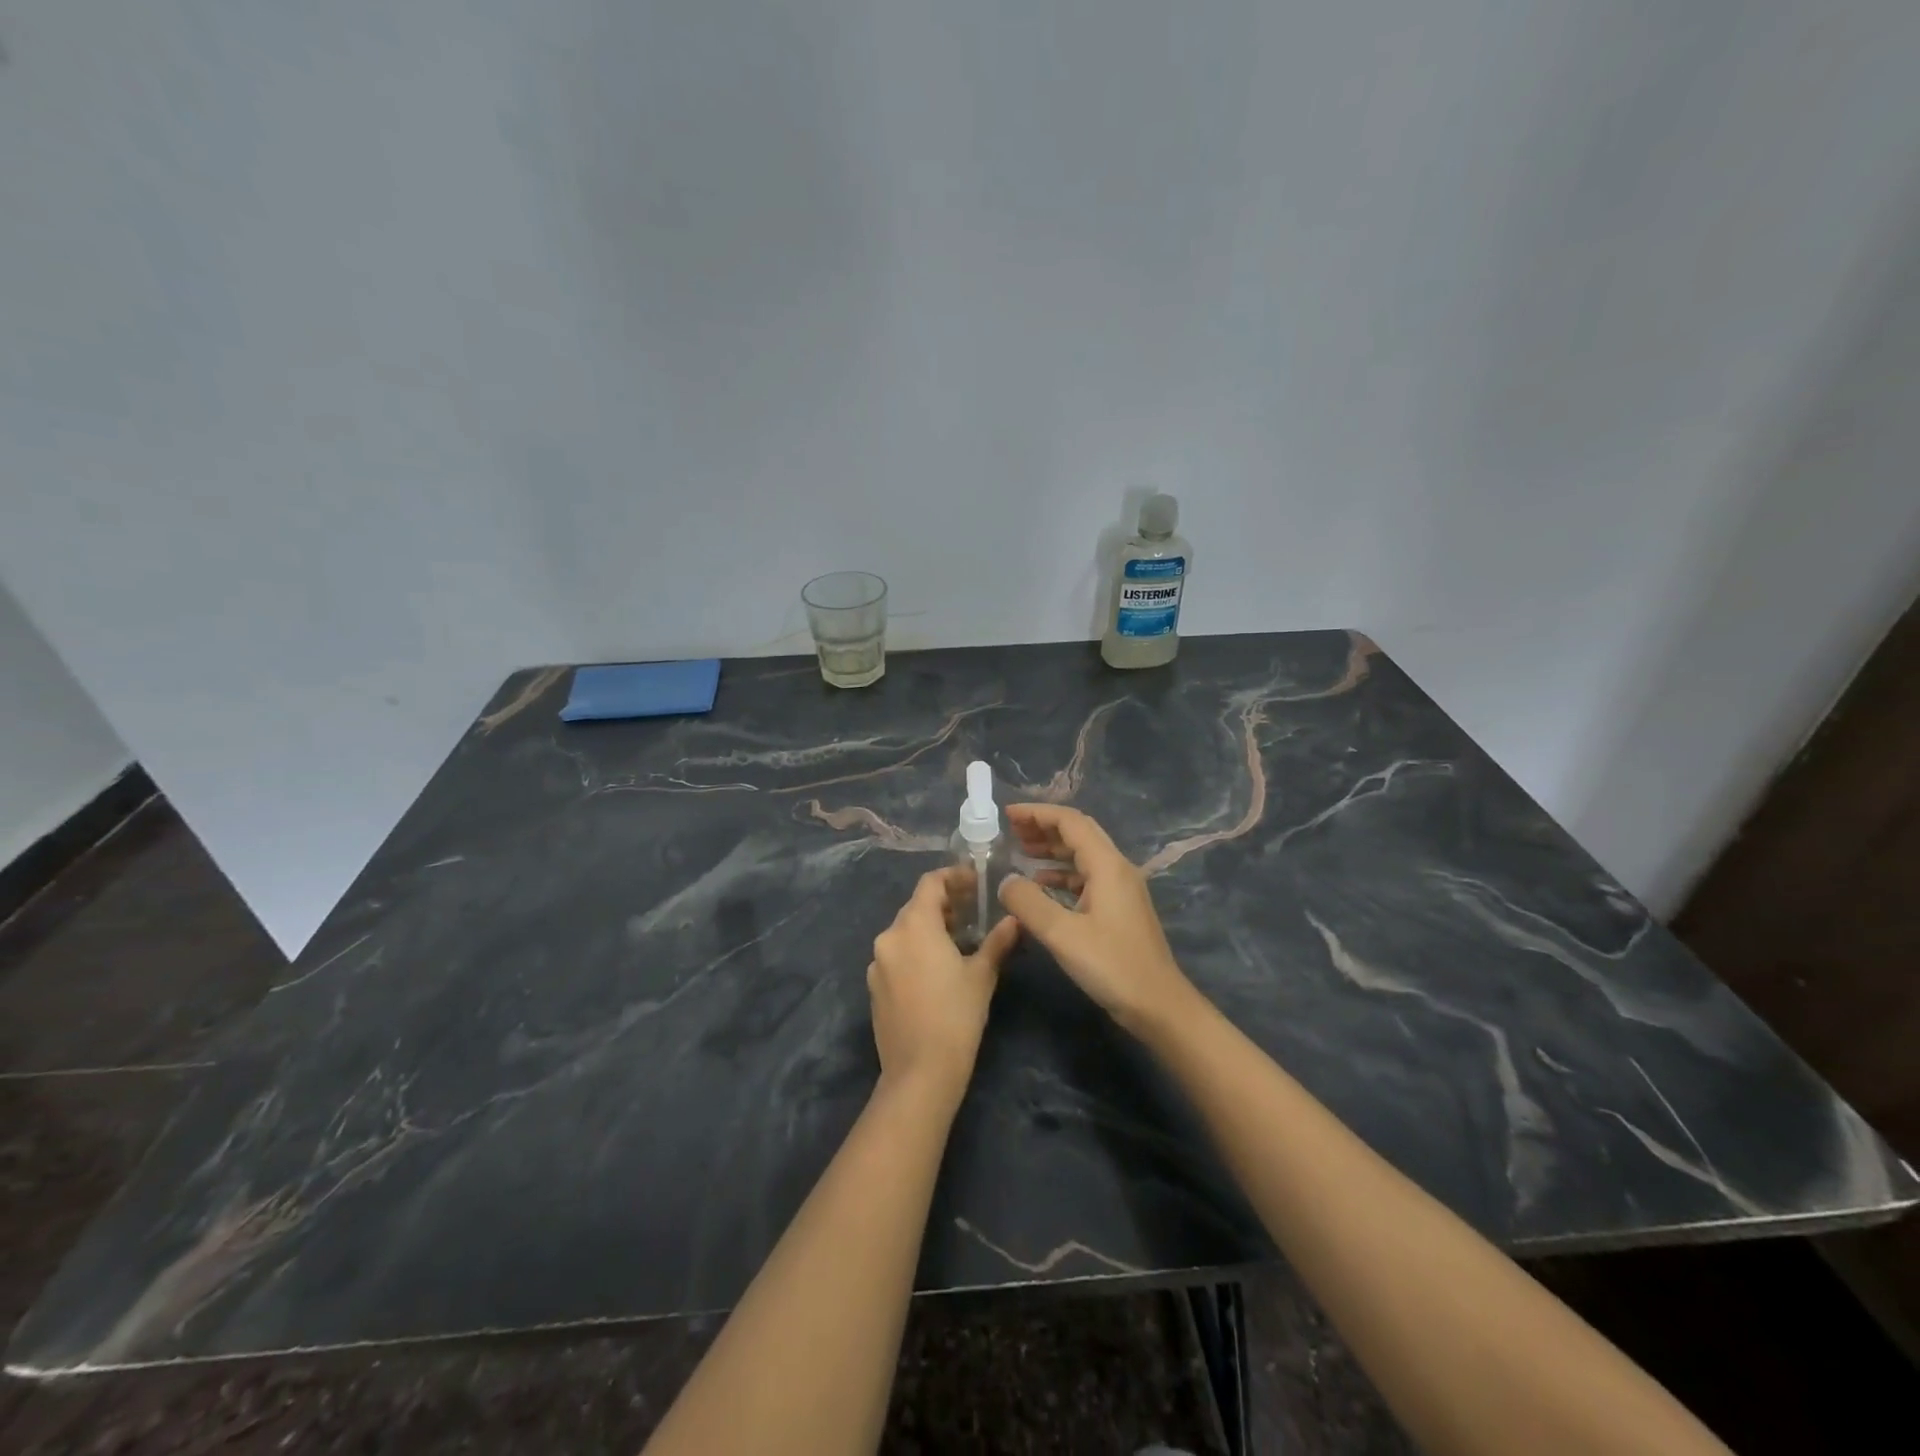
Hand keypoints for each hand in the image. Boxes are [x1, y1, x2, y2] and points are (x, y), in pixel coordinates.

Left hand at [868, 869, 1019, 1096]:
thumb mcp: (982, 975)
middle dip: (944, 903)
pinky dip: (916, 950)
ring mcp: (877, 963)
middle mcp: (889, 937)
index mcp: (914, 926)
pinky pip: (896, 955)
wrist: (919, 1072)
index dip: (953, 877)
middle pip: (916, 906)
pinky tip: (936, 969)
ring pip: (905, 931)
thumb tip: (1015, 920)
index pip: (930, 883)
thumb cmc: (956, 1016)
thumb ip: (997, 941)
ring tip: (958, 940)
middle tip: (972, 911)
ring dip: (930, 927)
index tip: (975, 882)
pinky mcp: (873, 986)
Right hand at [999, 804, 1196, 1033]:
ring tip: (1020, 851)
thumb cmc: (1112, 966)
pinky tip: (1041, 885)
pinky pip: (1087, 877)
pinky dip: (1062, 873)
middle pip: (1078, 833)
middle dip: (1044, 827)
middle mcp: (1117, 868)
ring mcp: (1121, 889)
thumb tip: (1006, 880)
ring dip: (1052, 849)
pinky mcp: (1119, 908)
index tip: (1007, 814)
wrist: (1158, 1005)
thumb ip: (1029, 903)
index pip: (1070, 822)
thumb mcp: (1062, 934)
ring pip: (1083, 855)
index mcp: (1107, 865)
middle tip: (1010, 830)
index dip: (1037, 813)